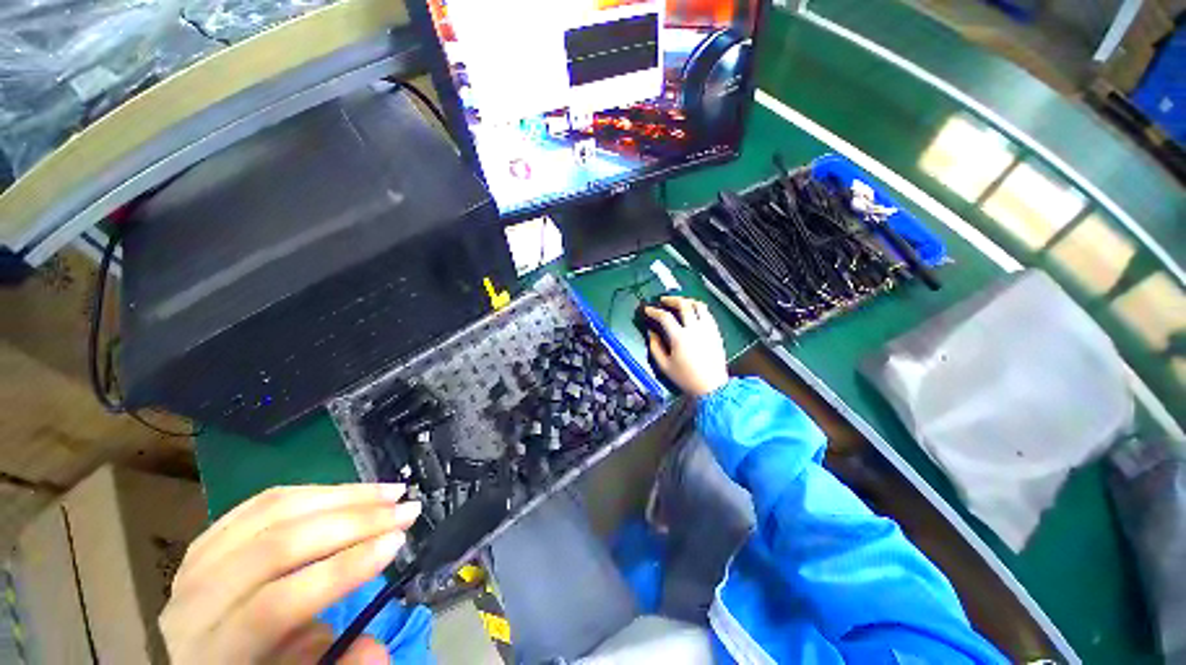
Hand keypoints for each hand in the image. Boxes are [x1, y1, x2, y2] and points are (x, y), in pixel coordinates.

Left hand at [160, 484, 420, 663]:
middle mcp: (195, 601)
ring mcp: (196, 561)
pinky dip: (315, 491)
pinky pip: (263, 502)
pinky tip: (351, 491)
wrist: (193, 662)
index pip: (277, 603)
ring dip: (342, 495)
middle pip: (277, 545)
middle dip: (353, 522)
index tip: (398, 542)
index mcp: (211, 652)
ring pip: (273, 511)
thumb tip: (377, 649)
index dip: (342, 570)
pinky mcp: (208, 538)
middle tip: (406, 509)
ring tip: (390, 492)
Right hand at [644, 295, 729, 396]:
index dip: (654, 311)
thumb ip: (655, 347)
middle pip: (684, 305)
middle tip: (664, 300)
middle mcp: (695, 329)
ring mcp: (708, 329)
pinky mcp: (716, 332)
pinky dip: (699, 309)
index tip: (648, 309)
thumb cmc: (686, 378)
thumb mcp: (664, 366)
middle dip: (671, 299)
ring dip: (687, 301)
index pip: (665, 317)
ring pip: (699, 305)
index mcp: (680, 338)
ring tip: (680, 303)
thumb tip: (651, 333)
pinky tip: (694, 313)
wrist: (712, 387)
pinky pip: (708, 314)